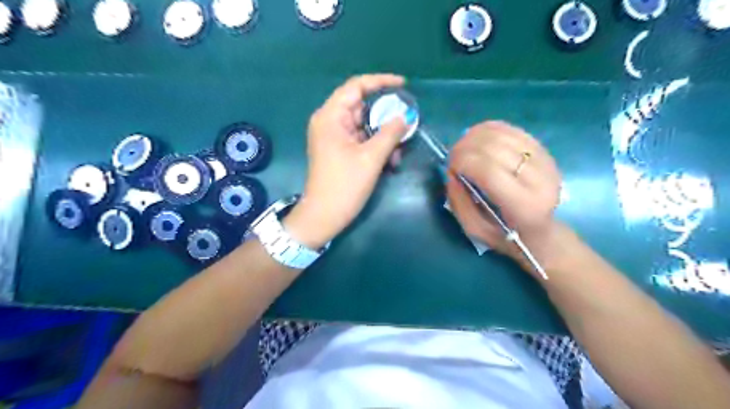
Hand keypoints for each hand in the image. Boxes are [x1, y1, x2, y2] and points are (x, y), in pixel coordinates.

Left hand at [285, 73, 409, 248]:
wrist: (324, 216)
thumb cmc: (344, 186)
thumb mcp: (371, 158)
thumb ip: (390, 133)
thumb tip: (405, 116)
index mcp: (331, 117)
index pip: (356, 86)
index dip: (380, 82)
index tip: (403, 85)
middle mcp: (330, 122)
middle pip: (362, 106)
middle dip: (385, 116)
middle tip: (407, 123)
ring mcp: (334, 137)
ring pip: (364, 125)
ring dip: (383, 136)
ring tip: (398, 152)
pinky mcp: (339, 150)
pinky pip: (361, 139)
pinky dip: (376, 146)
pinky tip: (390, 160)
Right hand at [445, 122, 562, 273]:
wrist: (542, 233)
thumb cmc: (505, 235)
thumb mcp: (474, 229)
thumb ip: (458, 201)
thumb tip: (451, 172)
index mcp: (523, 206)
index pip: (488, 171)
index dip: (463, 161)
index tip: (450, 166)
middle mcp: (540, 180)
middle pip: (495, 148)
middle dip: (465, 147)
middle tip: (453, 157)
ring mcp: (546, 163)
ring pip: (503, 135)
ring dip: (475, 136)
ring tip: (463, 148)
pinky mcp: (545, 152)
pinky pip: (512, 130)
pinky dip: (489, 129)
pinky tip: (477, 138)